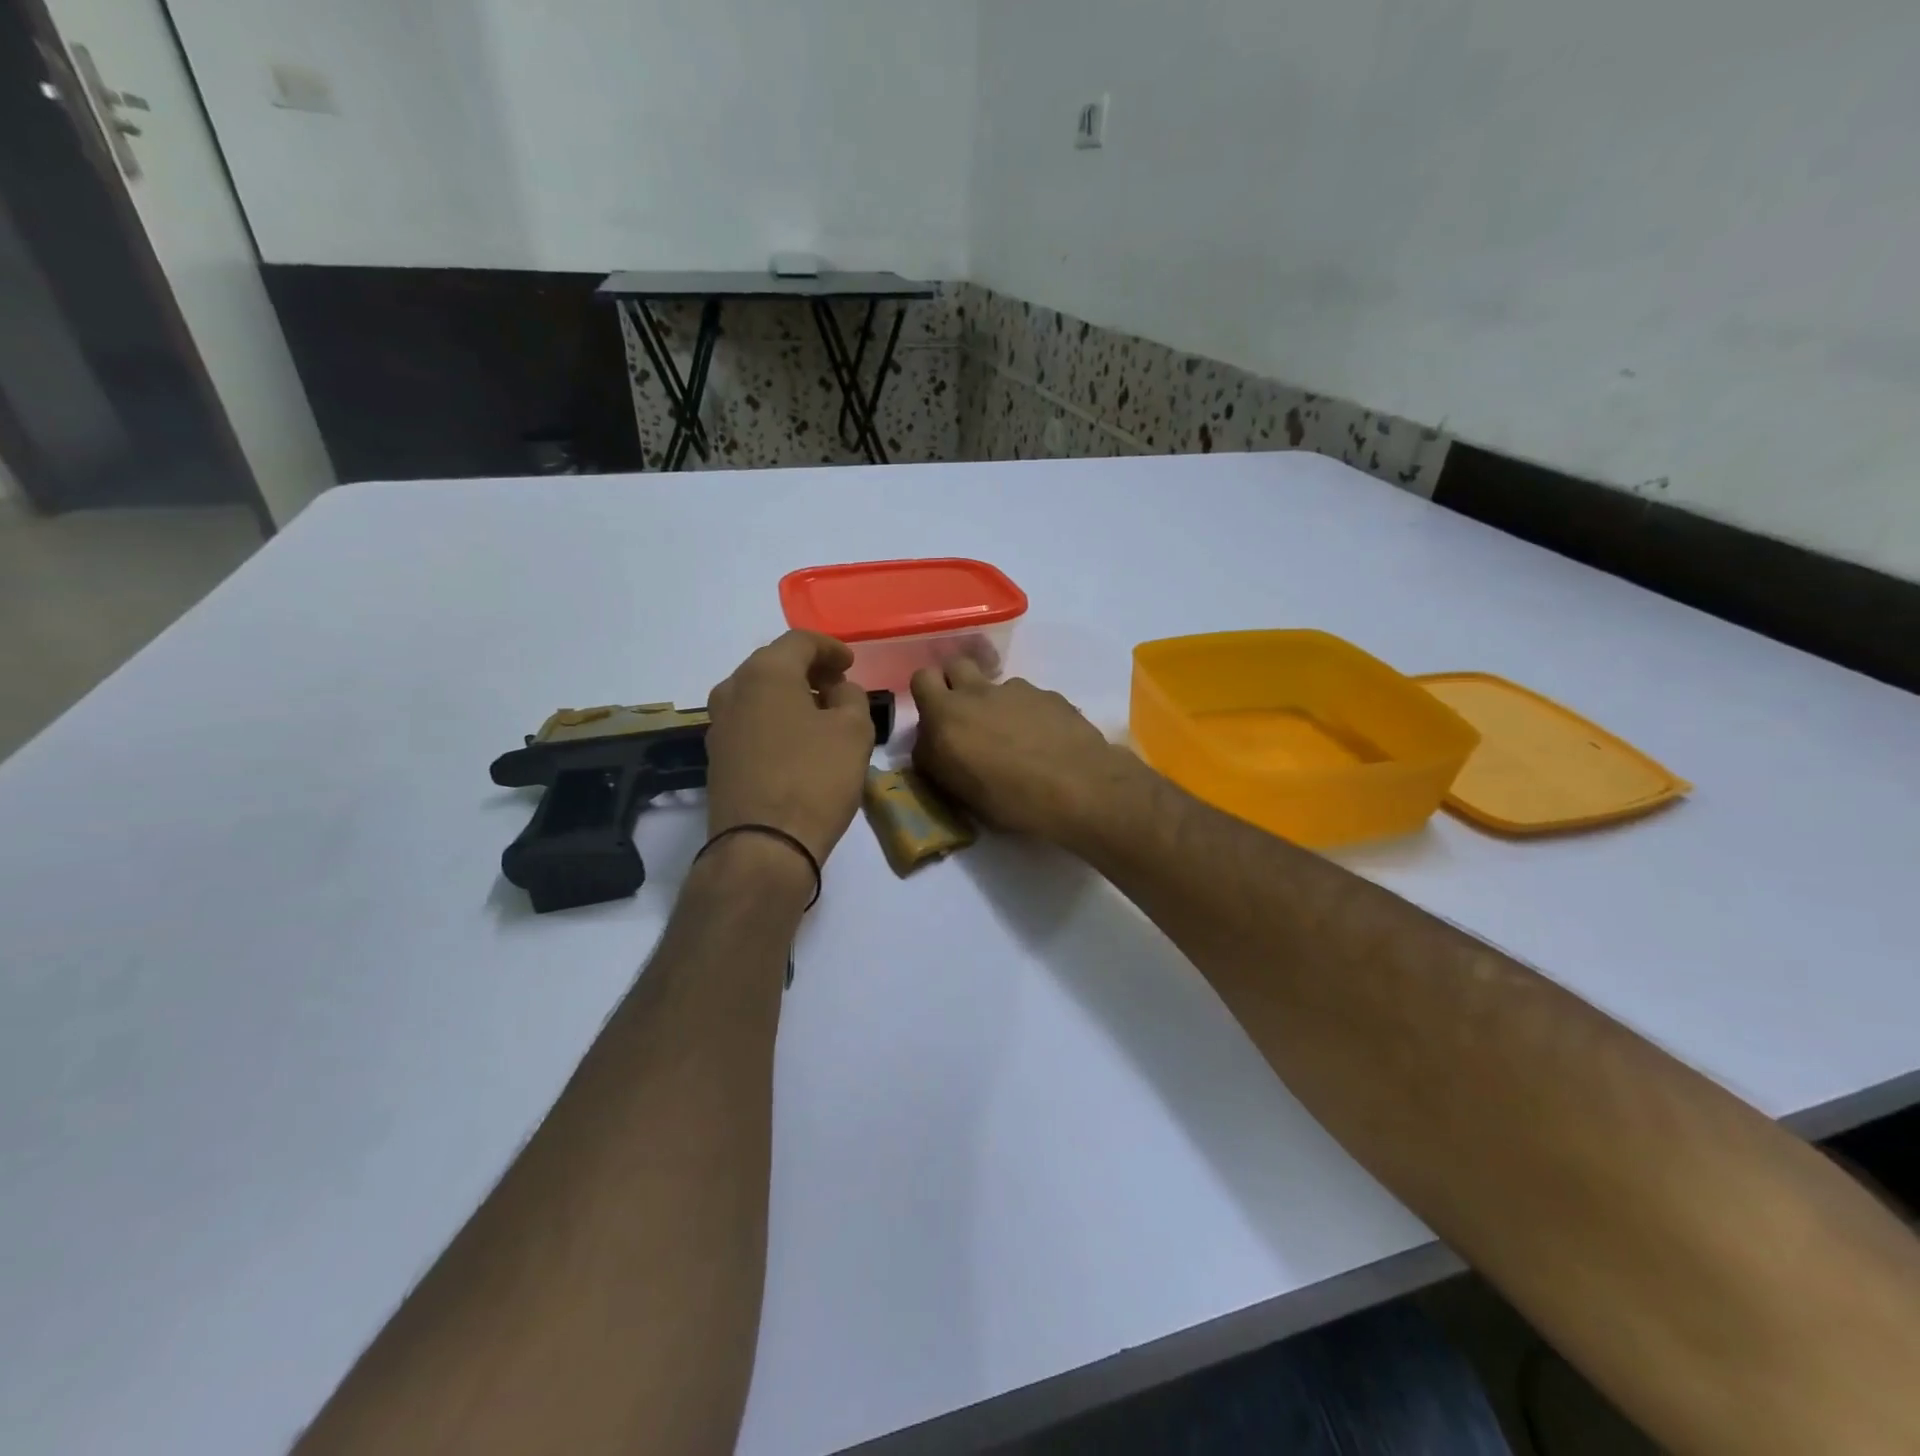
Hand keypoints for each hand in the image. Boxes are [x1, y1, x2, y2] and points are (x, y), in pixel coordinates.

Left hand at [705, 632, 875, 865]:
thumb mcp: (854, 732)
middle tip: (838, 684)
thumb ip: (851, 697)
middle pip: (774, 664)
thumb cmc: (814, 779)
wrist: (762, 846)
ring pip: (759, 694)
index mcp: (765, 673)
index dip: (831, 647)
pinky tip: (797, 740)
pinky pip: (750, 722)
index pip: (800, 641)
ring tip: (821, 713)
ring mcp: (719, 725)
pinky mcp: (717, 757)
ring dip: (790, 695)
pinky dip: (775, 719)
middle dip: (809, 669)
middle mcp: (733, 690)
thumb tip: (838, 691)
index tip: (851, 663)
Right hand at [911, 659, 1138, 843]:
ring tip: (1014, 738)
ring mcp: (1017, 690)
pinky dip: (1028, 714)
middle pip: (956, 666)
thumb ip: (937, 759)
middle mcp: (978, 692)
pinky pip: (1027, 698)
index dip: (927, 695)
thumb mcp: (958, 791)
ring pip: (995, 684)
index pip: (921, 679)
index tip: (936, 722)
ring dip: (995, 702)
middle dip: (956, 684)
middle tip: (967, 718)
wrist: (1079, 788)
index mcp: (946, 714)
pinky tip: (1043, 742)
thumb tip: (932, 744)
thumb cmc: (1010, 799)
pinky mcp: (1049, 695)